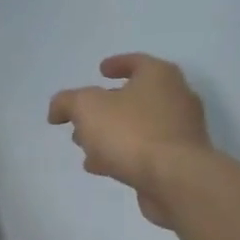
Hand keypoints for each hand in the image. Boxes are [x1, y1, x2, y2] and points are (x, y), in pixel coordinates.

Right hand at [47, 54, 209, 227]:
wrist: (174, 178)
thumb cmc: (131, 132)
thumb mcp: (86, 108)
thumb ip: (67, 102)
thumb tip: (58, 110)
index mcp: (159, 77)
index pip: (137, 62)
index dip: (116, 64)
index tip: (100, 70)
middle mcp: (176, 98)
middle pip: (135, 97)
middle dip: (106, 106)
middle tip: (82, 117)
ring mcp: (181, 131)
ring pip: (138, 126)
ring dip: (111, 133)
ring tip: (86, 146)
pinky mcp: (179, 160)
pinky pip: (144, 150)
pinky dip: (123, 153)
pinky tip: (102, 166)